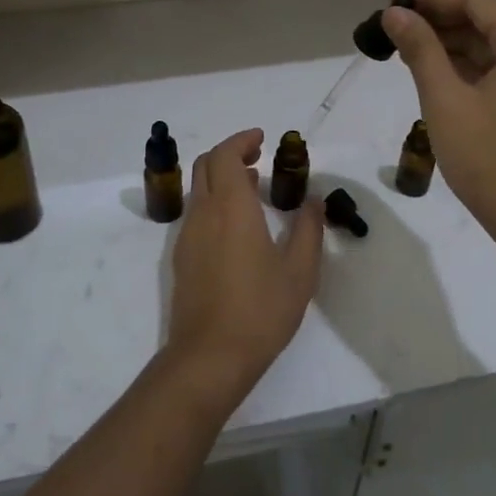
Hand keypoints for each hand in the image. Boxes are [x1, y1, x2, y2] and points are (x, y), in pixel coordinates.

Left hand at [166, 130, 324, 397]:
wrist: (209, 356)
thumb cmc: (260, 310)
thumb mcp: (299, 271)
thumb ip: (308, 230)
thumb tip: (314, 201)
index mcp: (231, 207)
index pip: (225, 155)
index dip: (241, 140)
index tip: (261, 139)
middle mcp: (203, 213)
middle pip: (206, 165)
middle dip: (229, 153)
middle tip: (257, 157)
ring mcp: (187, 236)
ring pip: (198, 189)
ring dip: (220, 177)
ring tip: (251, 187)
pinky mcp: (182, 258)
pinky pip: (195, 212)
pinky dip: (213, 201)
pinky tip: (236, 224)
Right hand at [383, 0, 495, 259]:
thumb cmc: (490, 162)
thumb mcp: (446, 102)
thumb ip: (421, 50)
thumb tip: (395, 13)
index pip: (478, 0)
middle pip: (488, 17)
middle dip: (440, 15)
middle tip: (394, 21)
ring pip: (494, 42)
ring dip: (452, 39)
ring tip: (405, 43)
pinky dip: (468, 63)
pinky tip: (434, 67)